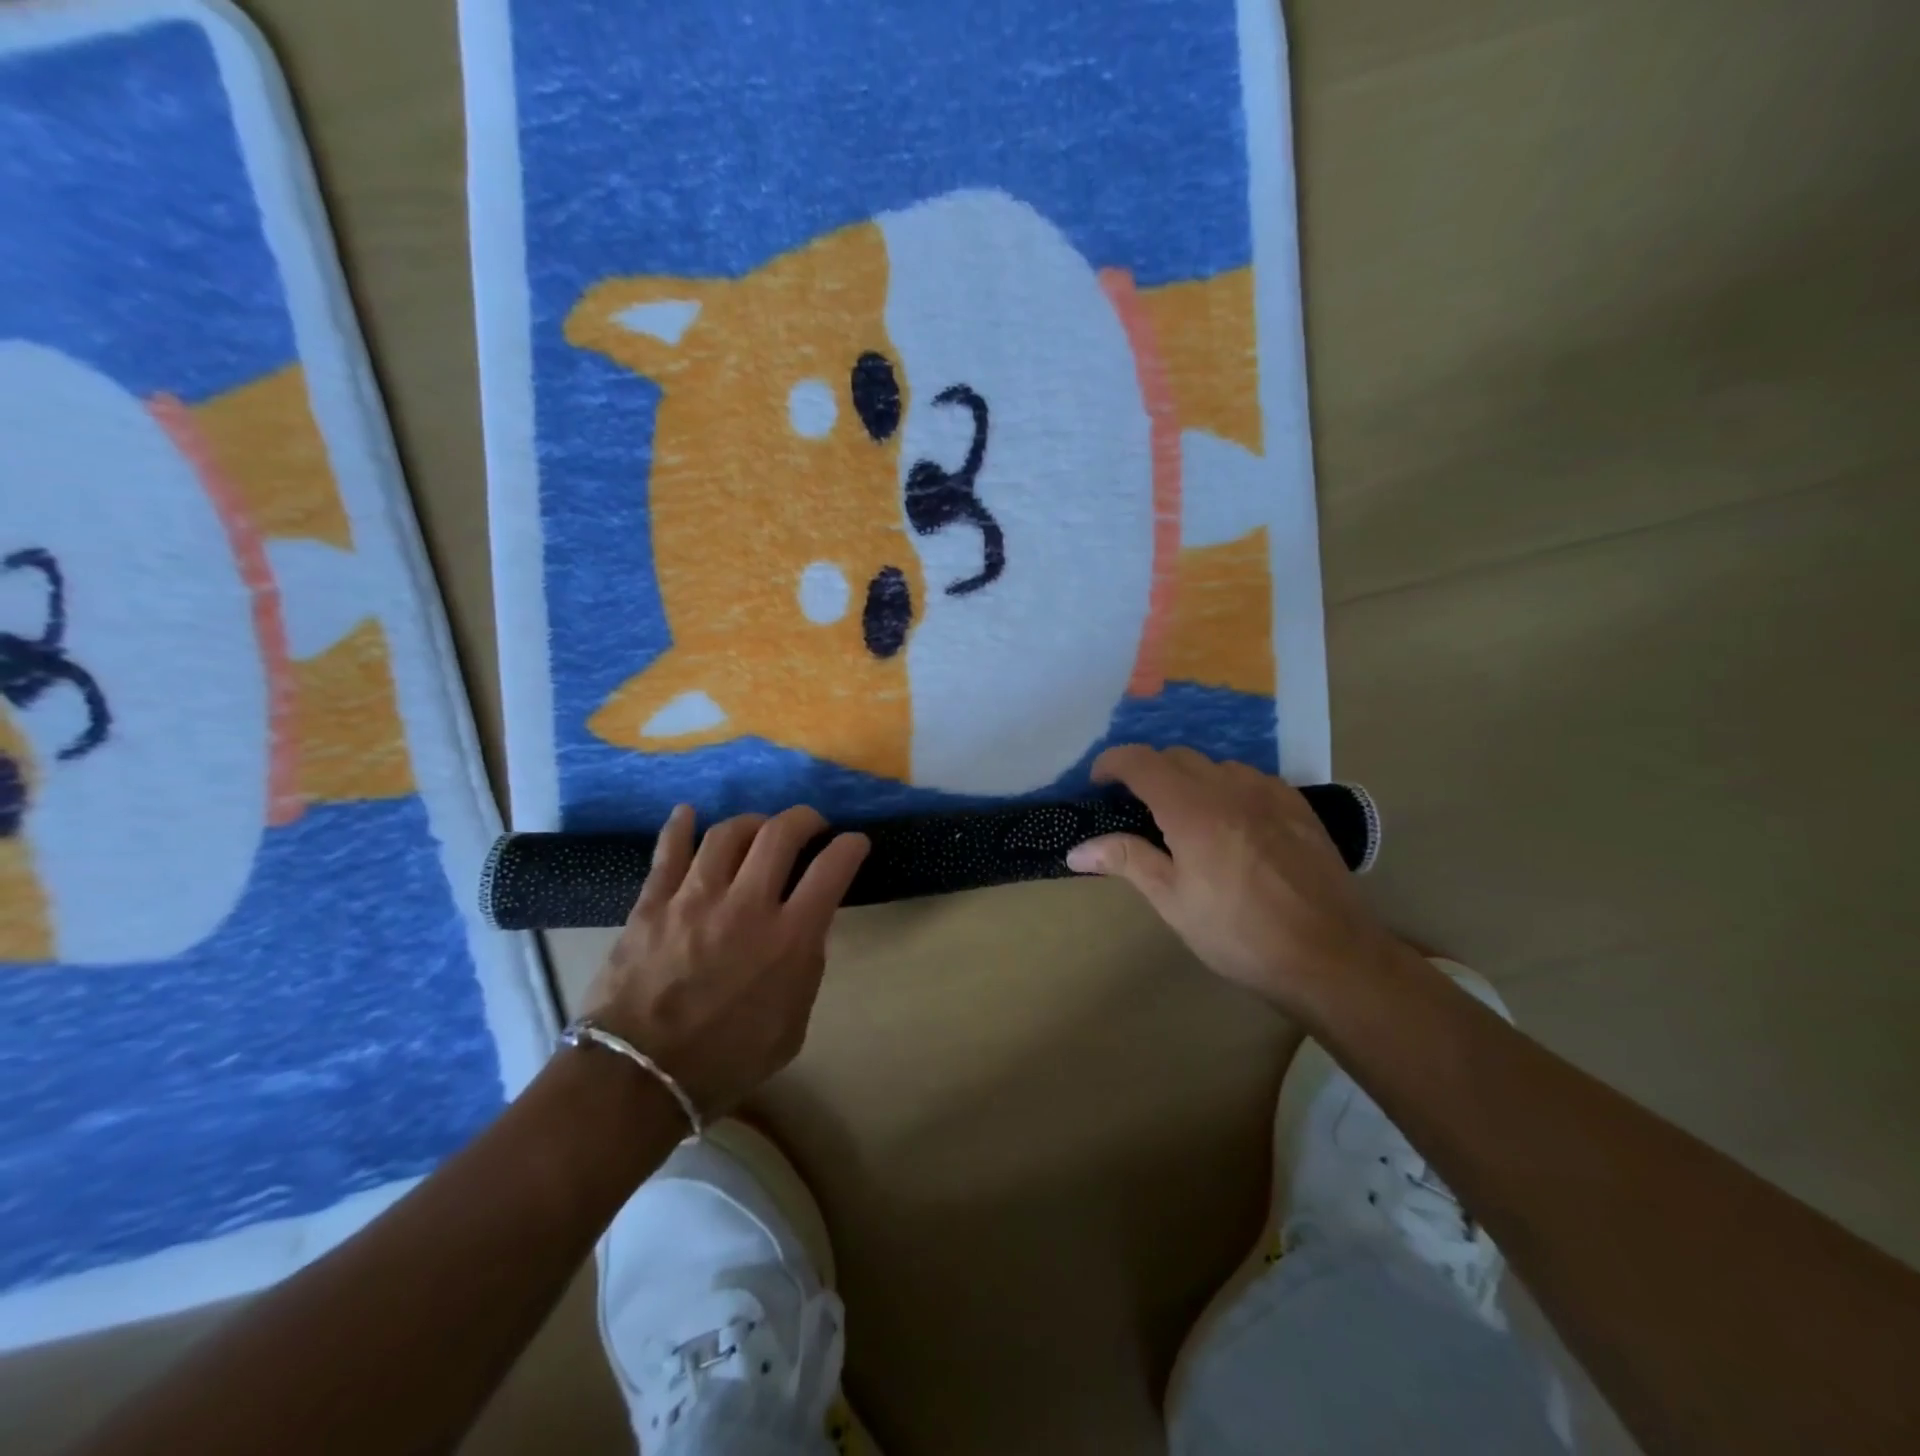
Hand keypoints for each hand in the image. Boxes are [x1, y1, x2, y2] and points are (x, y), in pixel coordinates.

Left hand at [582, 804, 869, 1114]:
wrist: (637, 1080)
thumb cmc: (725, 1062)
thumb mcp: (791, 1026)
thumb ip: (805, 969)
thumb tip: (805, 929)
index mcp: (789, 939)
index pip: (832, 869)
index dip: (850, 846)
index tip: (854, 842)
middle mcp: (747, 905)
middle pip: (781, 833)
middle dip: (804, 819)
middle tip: (811, 826)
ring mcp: (695, 898)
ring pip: (728, 833)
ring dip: (752, 823)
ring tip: (758, 830)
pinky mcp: (653, 903)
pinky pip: (669, 851)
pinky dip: (680, 827)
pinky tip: (688, 814)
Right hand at [1067, 745, 1392, 1011]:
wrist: (1330, 956)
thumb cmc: (1240, 934)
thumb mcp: (1174, 902)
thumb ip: (1127, 861)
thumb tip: (1076, 849)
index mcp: (1192, 809)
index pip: (1141, 762)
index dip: (1112, 763)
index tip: (1098, 782)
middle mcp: (1230, 787)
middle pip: (1177, 757)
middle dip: (1148, 772)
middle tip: (1136, 808)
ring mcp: (1270, 792)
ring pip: (1215, 765)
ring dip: (1190, 779)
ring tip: (1185, 817)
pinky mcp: (1298, 805)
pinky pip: (1251, 779)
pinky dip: (1227, 788)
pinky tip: (1232, 823)